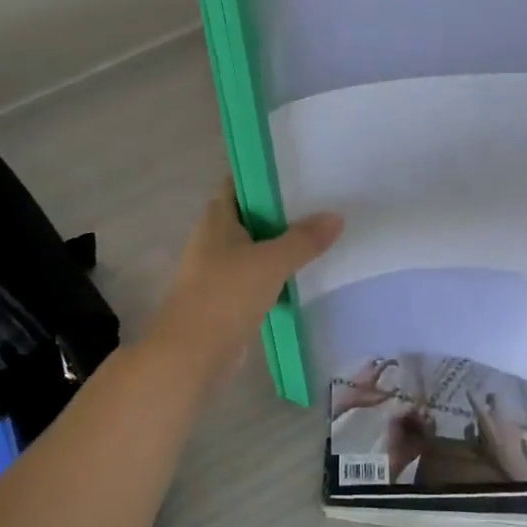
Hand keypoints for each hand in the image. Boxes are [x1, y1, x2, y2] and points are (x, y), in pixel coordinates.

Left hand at [147, 178, 342, 385]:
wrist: (191, 356)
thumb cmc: (225, 296)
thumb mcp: (270, 262)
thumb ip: (303, 239)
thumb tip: (336, 217)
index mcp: (217, 218)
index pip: (240, 182)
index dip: (267, 173)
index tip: (301, 170)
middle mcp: (215, 238)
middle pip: (253, 215)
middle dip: (284, 210)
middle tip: (324, 201)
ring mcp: (220, 269)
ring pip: (258, 248)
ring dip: (284, 244)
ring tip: (325, 234)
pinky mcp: (229, 298)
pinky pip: (260, 276)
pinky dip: (280, 274)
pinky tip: (309, 273)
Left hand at [330, 358, 402, 419]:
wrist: (343, 396)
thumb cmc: (362, 396)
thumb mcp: (379, 397)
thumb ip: (390, 393)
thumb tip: (400, 390)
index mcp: (375, 370)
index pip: (386, 362)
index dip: (392, 362)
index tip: (397, 364)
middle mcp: (367, 366)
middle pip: (376, 360)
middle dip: (382, 361)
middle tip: (386, 366)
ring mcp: (359, 369)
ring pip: (368, 363)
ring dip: (373, 365)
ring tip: (377, 370)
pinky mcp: (352, 373)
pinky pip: (362, 368)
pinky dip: (367, 369)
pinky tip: (367, 376)